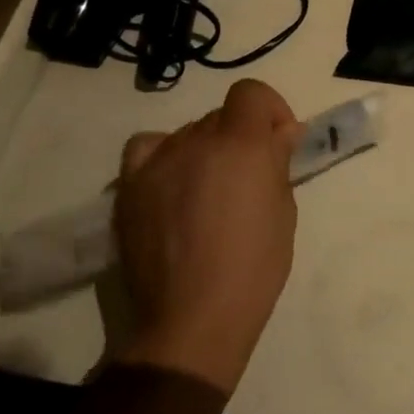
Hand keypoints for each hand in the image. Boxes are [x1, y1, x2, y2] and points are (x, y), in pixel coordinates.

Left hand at [111, 79, 302, 393]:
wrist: (192, 320)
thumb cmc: (253, 268)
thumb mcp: (283, 211)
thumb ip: (278, 162)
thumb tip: (282, 132)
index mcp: (241, 144)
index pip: (251, 93)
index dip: (269, 110)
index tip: (278, 140)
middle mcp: (197, 142)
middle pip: (221, 116)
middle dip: (240, 136)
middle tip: (248, 176)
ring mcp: (158, 163)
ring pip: (188, 133)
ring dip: (205, 149)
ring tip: (208, 189)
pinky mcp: (129, 187)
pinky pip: (146, 148)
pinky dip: (163, 155)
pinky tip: (172, 180)